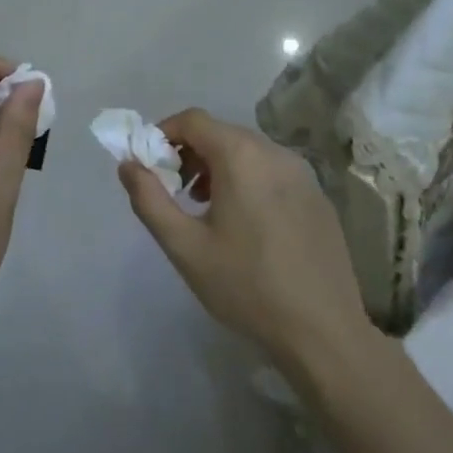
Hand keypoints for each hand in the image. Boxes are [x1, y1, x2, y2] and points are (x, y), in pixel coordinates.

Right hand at [118, 109, 369, 370]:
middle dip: (190, 153)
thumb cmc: (247, 286)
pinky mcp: (318, 196)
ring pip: (248, 151)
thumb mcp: (185, 247)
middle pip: (221, 133)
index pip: (193, 120)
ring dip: (219, 167)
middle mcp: (274, 152)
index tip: (151, 166)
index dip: (164, 134)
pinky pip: (273, 171)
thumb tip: (128, 165)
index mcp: (241, 155)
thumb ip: (149, 199)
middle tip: (175, 191)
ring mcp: (302, 173)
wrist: (324, 332)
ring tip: (206, 209)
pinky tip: (246, 225)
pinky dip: (249, 180)